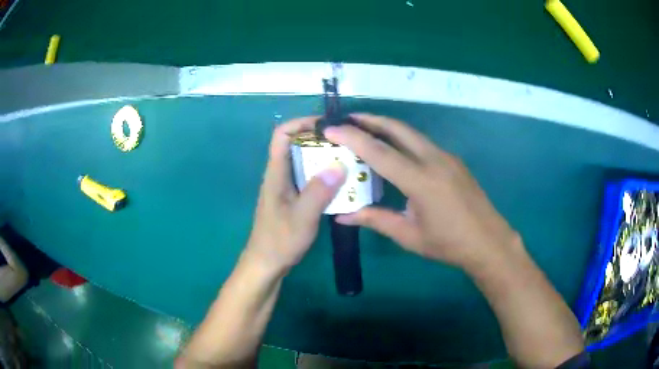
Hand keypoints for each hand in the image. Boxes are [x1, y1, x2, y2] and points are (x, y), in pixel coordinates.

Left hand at [245, 117, 346, 272]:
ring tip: (349, 158)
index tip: (327, 125)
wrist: (267, 264)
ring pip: (304, 161)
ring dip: (323, 157)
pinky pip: (308, 178)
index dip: (301, 123)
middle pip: (296, 144)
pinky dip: (324, 174)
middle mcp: (280, 175)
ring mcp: (286, 187)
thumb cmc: (280, 241)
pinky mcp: (292, 198)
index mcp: (276, 173)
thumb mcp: (302, 217)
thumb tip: (339, 163)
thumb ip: (319, 191)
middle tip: (346, 142)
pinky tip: (342, 182)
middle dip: (319, 139)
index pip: (282, 134)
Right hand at [325, 114, 521, 270]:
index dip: (352, 137)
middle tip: (348, 118)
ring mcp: (447, 157)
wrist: (488, 241)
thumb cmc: (448, 243)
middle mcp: (434, 160)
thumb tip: (343, 216)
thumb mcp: (408, 235)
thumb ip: (375, 220)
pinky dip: (404, 139)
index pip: (379, 152)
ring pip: (412, 133)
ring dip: (388, 127)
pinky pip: (423, 143)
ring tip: (367, 129)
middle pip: (398, 129)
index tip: (331, 128)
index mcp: (420, 181)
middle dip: (371, 119)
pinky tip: (396, 150)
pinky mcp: (454, 161)